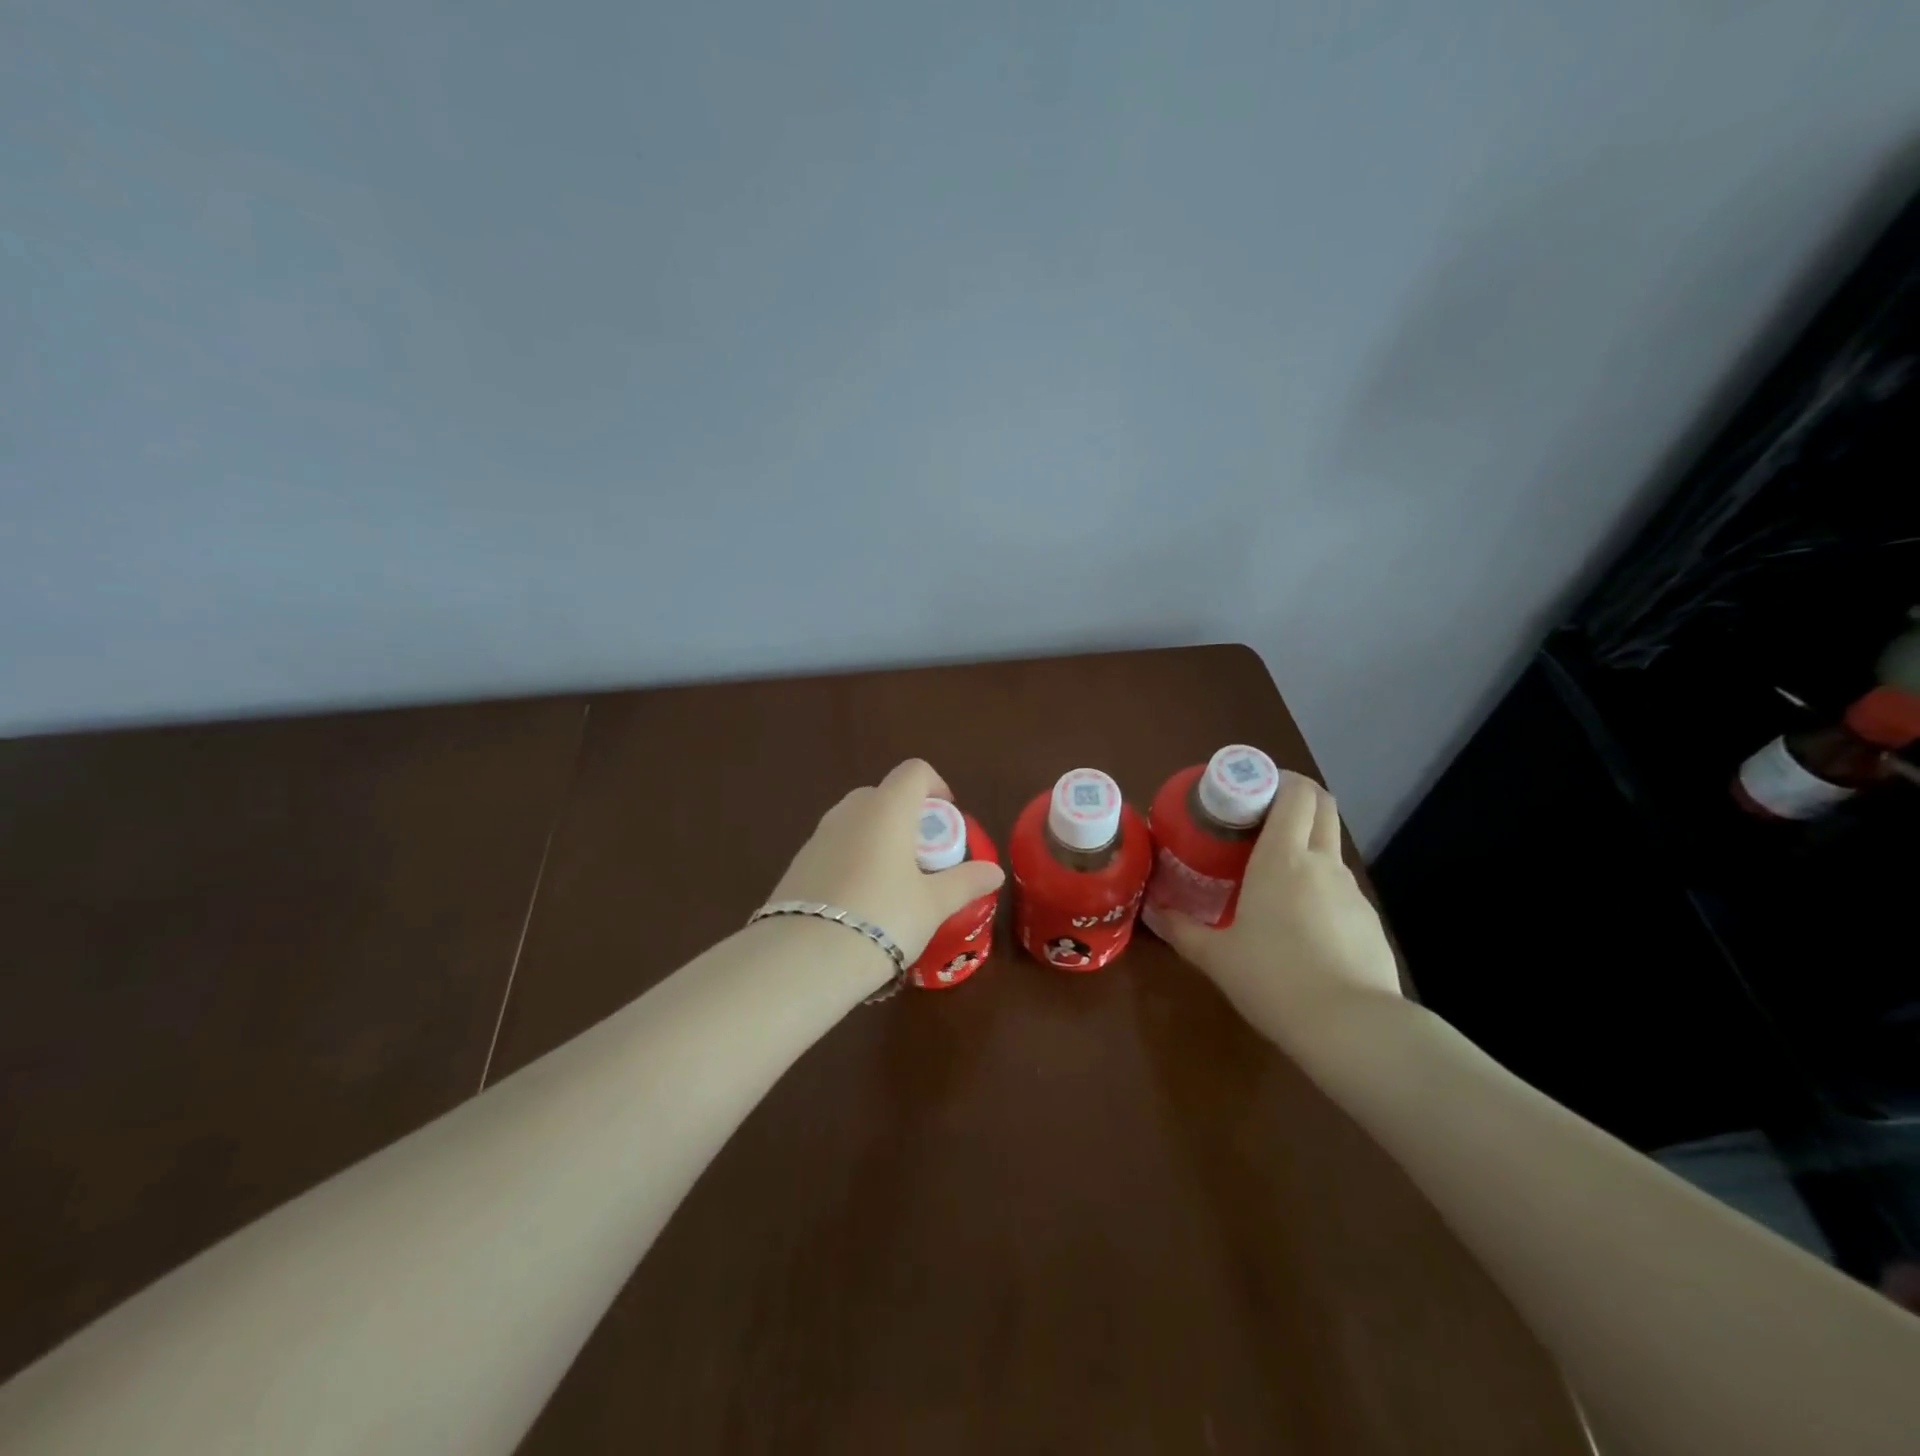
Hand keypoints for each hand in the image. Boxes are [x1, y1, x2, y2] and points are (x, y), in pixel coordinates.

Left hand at [769, 759, 1005, 960]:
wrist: (804, 958)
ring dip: (878, 838)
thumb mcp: (933, 904)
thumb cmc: (883, 918)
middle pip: (884, 794)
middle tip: (924, 855)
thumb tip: (994, 871)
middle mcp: (850, 811)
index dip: (936, 787)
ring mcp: (818, 836)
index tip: (948, 819)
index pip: (915, 772)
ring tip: (893, 882)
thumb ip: (965, 882)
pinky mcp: (798, 863)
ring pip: (856, 821)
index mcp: (887, 809)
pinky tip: (860, 901)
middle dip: (907, 816)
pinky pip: (835, 847)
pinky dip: (853, 859)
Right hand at [1143, 774, 1400, 1032]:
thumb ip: (1181, 929)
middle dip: (1297, 796)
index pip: (1296, 793)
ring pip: (1331, 847)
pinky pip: (1340, 888)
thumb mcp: (1216, 957)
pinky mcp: (1369, 922)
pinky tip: (1302, 924)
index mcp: (1283, 858)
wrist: (1352, 1028)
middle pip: (1323, 805)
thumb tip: (1153, 911)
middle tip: (1260, 814)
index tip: (1250, 787)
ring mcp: (1351, 892)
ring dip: (1306, 844)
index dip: (1278, 778)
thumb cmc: (1273, 979)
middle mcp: (1322, 863)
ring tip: (1273, 874)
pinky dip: (1320, 886)